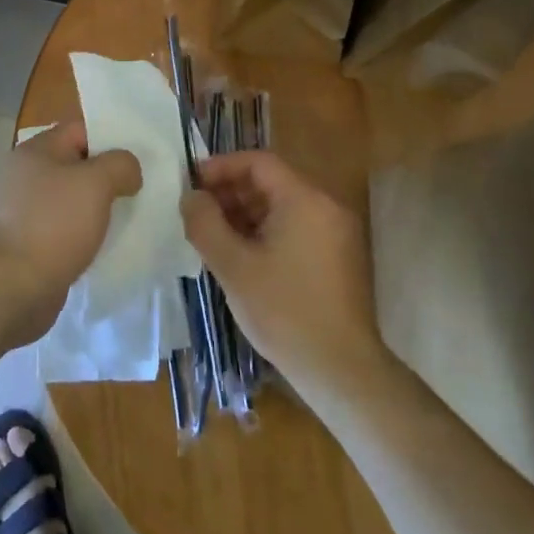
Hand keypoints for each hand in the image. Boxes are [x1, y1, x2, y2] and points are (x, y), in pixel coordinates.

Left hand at [0, 122, 141, 345]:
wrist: (12, 287)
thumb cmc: (54, 224)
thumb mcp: (96, 183)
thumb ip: (120, 165)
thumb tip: (128, 170)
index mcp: (36, 150)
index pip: (80, 129)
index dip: (111, 138)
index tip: (138, 157)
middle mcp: (26, 174)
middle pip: (76, 164)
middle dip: (107, 175)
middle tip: (139, 188)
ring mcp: (24, 210)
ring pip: (71, 198)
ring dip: (97, 207)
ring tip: (129, 216)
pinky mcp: (27, 242)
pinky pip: (64, 228)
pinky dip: (83, 233)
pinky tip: (105, 244)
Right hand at [182, 150, 385, 397]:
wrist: (342, 371)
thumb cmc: (284, 312)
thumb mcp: (233, 266)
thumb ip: (205, 224)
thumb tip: (191, 197)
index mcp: (304, 199)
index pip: (258, 162)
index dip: (222, 167)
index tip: (192, 183)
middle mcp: (326, 206)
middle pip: (272, 182)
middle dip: (231, 191)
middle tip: (198, 212)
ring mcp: (337, 232)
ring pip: (284, 206)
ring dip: (247, 213)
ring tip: (214, 235)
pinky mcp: (340, 257)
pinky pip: (298, 227)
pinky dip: (268, 231)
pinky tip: (243, 255)